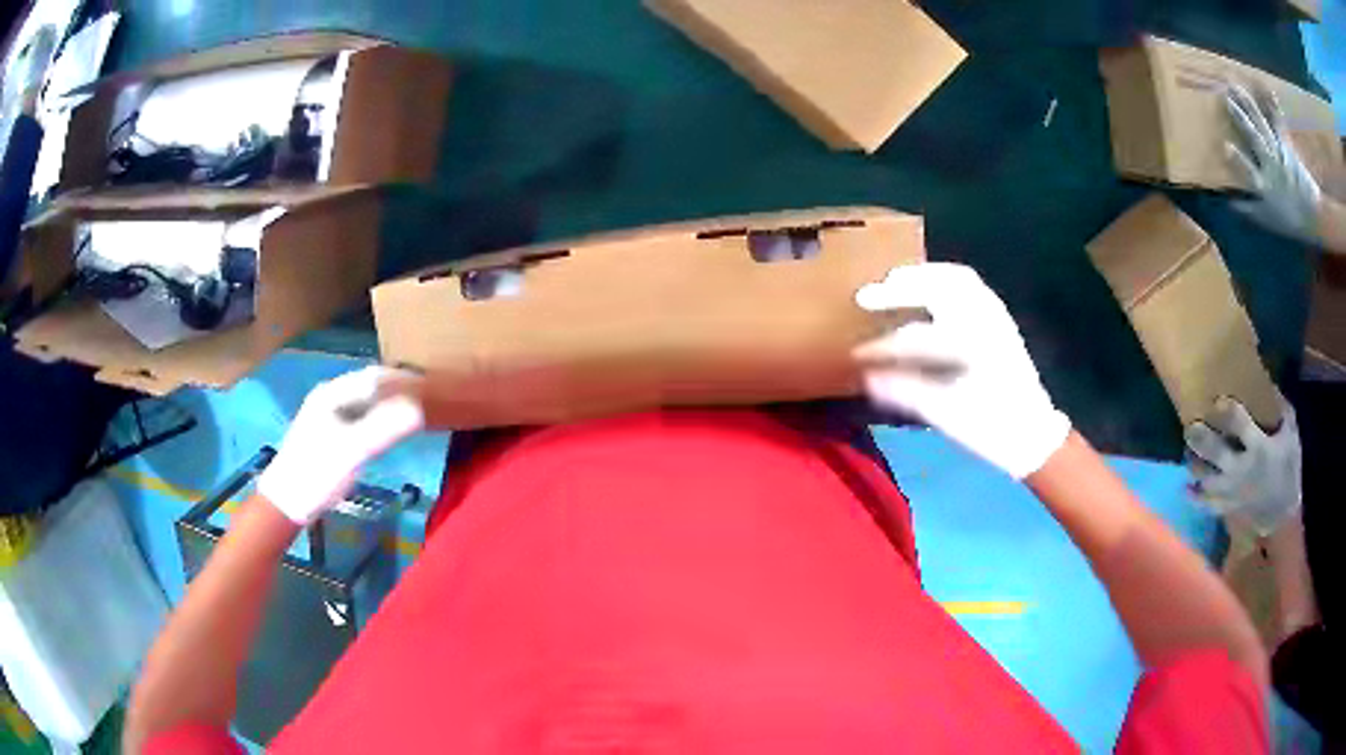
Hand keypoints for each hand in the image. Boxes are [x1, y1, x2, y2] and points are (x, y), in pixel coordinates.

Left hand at [257, 366, 423, 525]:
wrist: (286, 503)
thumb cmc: (316, 473)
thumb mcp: (352, 451)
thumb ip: (384, 428)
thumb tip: (420, 407)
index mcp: (332, 393)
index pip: (374, 376)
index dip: (403, 379)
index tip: (431, 387)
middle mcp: (329, 398)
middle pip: (368, 386)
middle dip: (397, 389)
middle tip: (427, 400)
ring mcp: (326, 416)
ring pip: (363, 402)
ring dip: (387, 404)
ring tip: (413, 414)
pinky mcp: (327, 435)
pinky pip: (358, 417)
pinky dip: (377, 419)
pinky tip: (387, 432)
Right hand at [854, 263, 1070, 478]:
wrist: (1033, 434)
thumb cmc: (991, 427)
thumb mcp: (947, 415)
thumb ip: (907, 391)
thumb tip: (866, 377)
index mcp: (971, 344)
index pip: (917, 336)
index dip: (884, 344)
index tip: (857, 352)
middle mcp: (985, 320)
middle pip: (940, 285)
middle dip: (902, 286)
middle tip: (872, 293)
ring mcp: (995, 316)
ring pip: (957, 278)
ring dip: (923, 275)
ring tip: (896, 282)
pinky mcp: (1000, 319)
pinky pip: (970, 285)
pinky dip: (944, 279)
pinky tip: (929, 290)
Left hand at [1185, 395, 1300, 536]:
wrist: (1283, 511)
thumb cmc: (1288, 466)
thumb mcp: (1290, 434)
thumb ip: (1281, 409)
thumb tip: (1268, 383)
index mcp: (1259, 448)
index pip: (1240, 425)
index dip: (1228, 411)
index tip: (1217, 399)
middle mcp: (1242, 470)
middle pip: (1216, 454)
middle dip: (1202, 439)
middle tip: (1190, 426)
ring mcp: (1232, 492)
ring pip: (1206, 479)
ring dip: (1195, 464)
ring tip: (1187, 450)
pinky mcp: (1227, 508)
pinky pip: (1206, 505)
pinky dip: (1195, 497)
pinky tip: (1186, 486)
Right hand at [1224, 82, 1323, 244]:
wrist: (1314, 215)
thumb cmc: (1292, 221)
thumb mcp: (1270, 221)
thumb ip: (1250, 211)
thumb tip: (1230, 204)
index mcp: (1264, 184)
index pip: (1248, 170)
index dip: (1237, 159)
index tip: (1225, 146)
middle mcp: (1270, 163)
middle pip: (1253, 137)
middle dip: (1240, 118)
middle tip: (1226, 98)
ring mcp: (1279, 152)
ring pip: (1261, 125)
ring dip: (1249, 105)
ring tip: (1236, 86)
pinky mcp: (1288, 146)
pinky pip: (1280, 125)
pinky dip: (1275, 109)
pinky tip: (1271, 93)